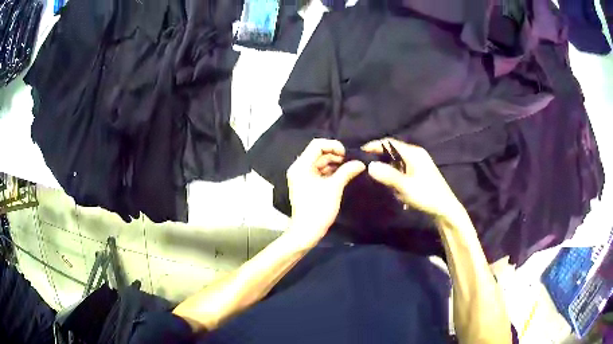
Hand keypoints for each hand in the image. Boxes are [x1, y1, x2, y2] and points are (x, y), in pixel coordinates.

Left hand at [287, 139, 365, 243]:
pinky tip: (343, 175)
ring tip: (350, 168)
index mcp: (301, 166)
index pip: (317, 145)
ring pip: (320, 163)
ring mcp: (302, 177)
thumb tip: (361, 163)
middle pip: (318, 153)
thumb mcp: (334, 187)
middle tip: (351, 162)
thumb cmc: (318, 208)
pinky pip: (319, 172)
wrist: (307, 232)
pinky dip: (330, 172)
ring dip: (334, 164)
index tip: (347, 154)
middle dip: (335, 155)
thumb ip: (347, 171)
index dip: (333, 145)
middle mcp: (299, 168)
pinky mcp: (306, 185)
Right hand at [362, 138, 464, 220]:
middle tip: (367, 169)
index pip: (389, 143)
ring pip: (396, 163)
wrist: (445, 210)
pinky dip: (395, 177)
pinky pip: (402, 171)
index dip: (374, 145)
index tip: (360, 152)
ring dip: (389, 172)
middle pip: (392, 152)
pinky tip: (395, 189)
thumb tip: (369, 165)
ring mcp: (418, 164)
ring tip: (381, 182)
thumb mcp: (405, 186)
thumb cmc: (427, 196)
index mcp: (413, 153)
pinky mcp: (419, 174)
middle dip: (380, 160)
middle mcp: (416, 155)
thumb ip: (388, 175)